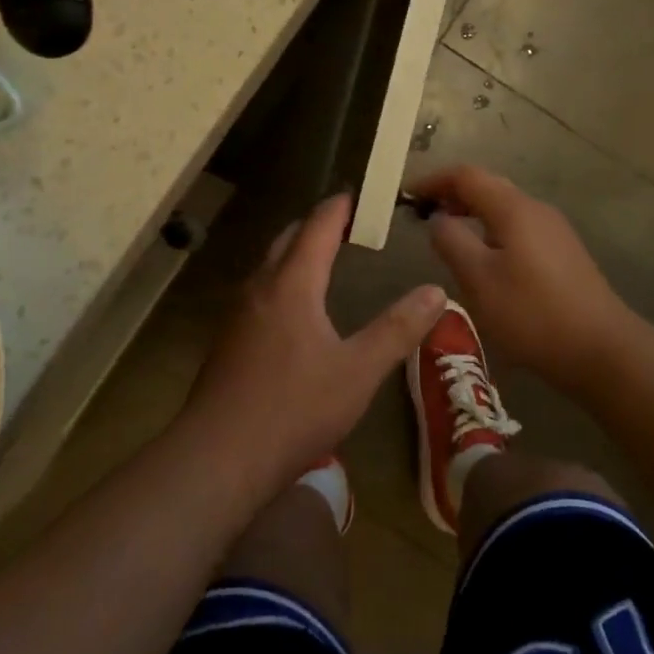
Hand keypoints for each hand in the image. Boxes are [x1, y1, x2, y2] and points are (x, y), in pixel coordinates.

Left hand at [181, 193, 446, 494]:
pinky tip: (295, 311)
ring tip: (324, 261)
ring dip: (296, 253)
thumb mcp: (358, 372)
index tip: (358, 196)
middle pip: (288, 239)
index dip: (339, 207)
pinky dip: (282, 281)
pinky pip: (259, 292)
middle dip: (316, 225)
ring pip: (269, 266)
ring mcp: (238, 314)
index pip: (317, 227)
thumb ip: (397, 329)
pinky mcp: (227, 340)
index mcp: (292, 284)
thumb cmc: (294, 409)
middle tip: (347, 226)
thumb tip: (436, 291)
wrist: (218, 457)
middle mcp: (260, 287)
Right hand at [413, 165, 636, 384]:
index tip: (407, 196)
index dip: (433, 180)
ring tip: (448, 236)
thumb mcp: (478, 280)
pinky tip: (485, 260)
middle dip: (452, 194)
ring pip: (504, 208)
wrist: (602, 350)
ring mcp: (554, 230)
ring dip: (472, 213)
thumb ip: (451, 242)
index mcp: (513, 208)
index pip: (465, 176)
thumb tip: (438, 219)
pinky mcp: (563, 252)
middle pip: (487, 186)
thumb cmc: (532, 313)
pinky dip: (491, 230)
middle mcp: (535, 209)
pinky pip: (518, 227)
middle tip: (423, 214)